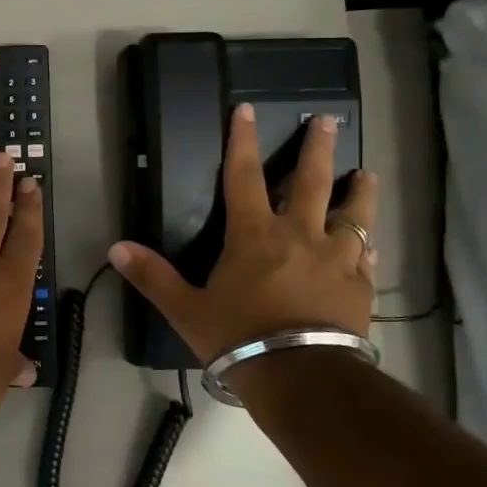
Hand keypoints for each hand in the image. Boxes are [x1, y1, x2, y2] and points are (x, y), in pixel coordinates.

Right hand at [108, 104, 377, 363]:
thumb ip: (153, 276)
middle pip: (311, 181)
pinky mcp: (359, 285)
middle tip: (330, 120)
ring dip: (359, 191)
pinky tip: (371, 244)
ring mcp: (335, 258)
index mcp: (254, 234)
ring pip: (353, 214)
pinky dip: (366, 246)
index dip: (242, 140)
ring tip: (367, 174)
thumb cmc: (239, 338)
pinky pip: (366, 256)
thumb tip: (116, 247)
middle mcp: (299, 235)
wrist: (301, 376)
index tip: (248, 109)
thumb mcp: (186, 309)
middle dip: (318, 148)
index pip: (244, 175)